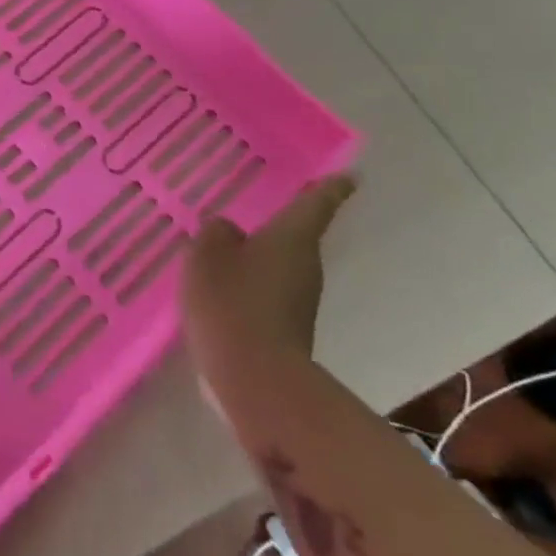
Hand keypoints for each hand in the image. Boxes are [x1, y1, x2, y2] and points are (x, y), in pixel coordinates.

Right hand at [182, 175, 354, 367]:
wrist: (254, 379)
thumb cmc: (231, 301)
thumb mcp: (206, 254)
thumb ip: (215, 233)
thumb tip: (227, 230)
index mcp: (291, 238)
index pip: (316, 205)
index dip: (330, 188)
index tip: (349, 176)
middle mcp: (305, 265)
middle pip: (295, 237)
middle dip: (279, 225)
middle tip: (258, 210)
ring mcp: (300, 301)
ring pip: (280, 266)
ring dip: (259, 258)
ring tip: (227, 250)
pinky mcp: (288, 328)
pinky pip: (268, 293)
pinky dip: (250, 286)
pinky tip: (222, 289)